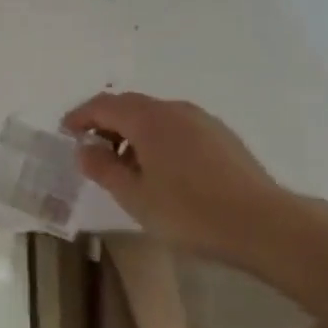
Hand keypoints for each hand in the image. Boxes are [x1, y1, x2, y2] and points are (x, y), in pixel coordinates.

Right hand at [61, 93, 293, 265]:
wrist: (262, 223)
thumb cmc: (189, 211)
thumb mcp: (134, 196)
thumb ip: (103, 168)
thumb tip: (85, 149)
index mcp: (148, 119)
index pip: (104, 105)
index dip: (80, 116)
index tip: (65, 132)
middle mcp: (174, 109)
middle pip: (130, 105)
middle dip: (105, 122)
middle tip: (90, 149)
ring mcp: (202, 120)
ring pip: (155, 116)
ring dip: (132, 131)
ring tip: (123, 164)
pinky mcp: (221, 136)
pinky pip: (176, 126)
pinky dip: (156, 138)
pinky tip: (159, 169)